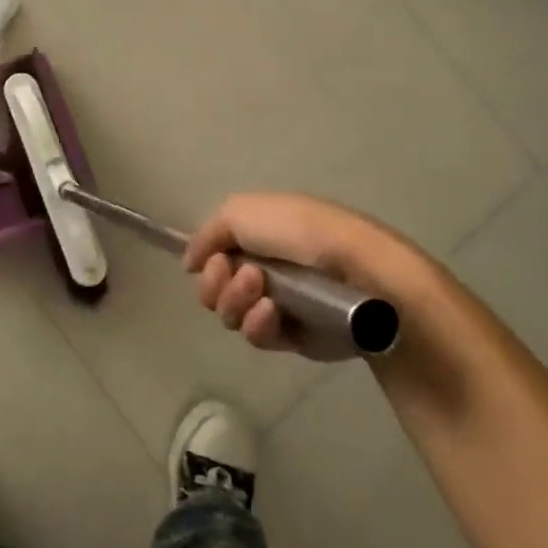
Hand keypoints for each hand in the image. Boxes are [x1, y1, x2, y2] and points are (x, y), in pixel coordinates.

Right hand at [182, 193, 445, 357]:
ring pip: (230, 315)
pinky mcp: (291, 337)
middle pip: (214, 289)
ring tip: (261, 291)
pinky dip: (257, 324)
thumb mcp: (242, 210)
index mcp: (256, 235)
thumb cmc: (301, 231)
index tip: (215, 260)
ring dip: (236, 302)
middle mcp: (263, 268)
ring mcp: (276, 304)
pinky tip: (271, 313)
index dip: (207, 261)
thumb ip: (207, 234)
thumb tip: (190, 263)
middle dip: (217, 285)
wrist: (357, 272)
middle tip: (241, 276)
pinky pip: (256, 336)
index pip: (212, 256)